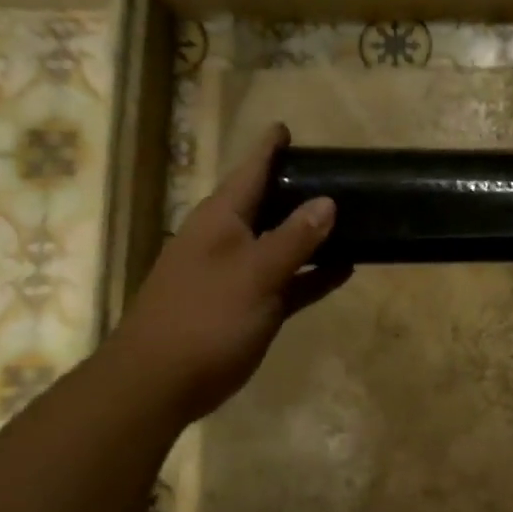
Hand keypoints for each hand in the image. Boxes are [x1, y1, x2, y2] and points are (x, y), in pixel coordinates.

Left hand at [107, 123, 349, 420]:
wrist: (159, 383)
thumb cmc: (205, 317)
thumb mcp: (255, 273)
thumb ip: (294, 237)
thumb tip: (327, 201)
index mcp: (220, 219)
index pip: (249, 171)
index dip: (269, 148)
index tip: (287, 128)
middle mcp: (226, 239)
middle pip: (267, 204)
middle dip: (298, 188)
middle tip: (337, 174)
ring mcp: (236, 274)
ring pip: (281, 243)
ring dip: (312, 233)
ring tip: (353, 217)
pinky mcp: (246, 306)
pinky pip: (286, 280)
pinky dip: (311, 273)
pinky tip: (344, 269)